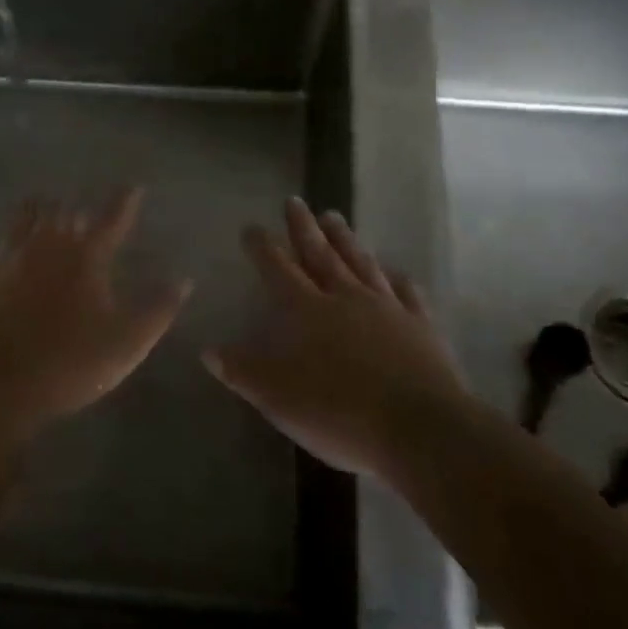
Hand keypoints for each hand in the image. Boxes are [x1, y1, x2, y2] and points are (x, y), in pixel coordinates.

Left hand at [0, 188, 190, 446]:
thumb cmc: (70, 364)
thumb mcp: (128, 343)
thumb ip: (158, 310)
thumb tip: (183, 280)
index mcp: (85, 258)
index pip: (111, 219)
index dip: (125, 201)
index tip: (133, 187)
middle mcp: (45, 247)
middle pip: (62, 213)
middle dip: (75, 210)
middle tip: (80, 214)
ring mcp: (6, 260)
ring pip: (22, 221)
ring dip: (36, 214)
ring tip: (40, 210)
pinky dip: (0, 249)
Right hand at [204, 197, 466, 478]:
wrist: (419, 428)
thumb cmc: (339, 413)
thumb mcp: (278, 398)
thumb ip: (243, 371)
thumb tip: (207, 349)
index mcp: (308, 311)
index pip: (279, 269)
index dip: (263, 247)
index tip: (252, 226)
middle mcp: (345, 298)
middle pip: (321, 254)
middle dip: (303, 227)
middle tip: (295, 200)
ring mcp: (387, 308)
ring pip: (361, 263)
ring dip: (345, 239)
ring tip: (334, 217)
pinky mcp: (420, 326)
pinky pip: (407, 293)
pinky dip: (398, 278)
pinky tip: (396, 271)